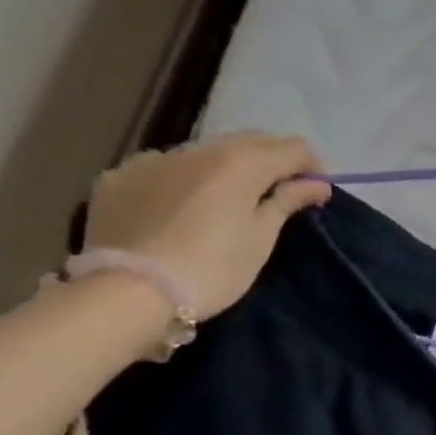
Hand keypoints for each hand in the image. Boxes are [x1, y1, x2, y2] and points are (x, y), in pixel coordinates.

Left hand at [84, 133, 331, 320]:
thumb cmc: (212, 269)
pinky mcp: (118, 176)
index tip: (315, 193)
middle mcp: (197, 149)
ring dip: (226, 168)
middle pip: (249, 141)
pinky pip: (162, 168)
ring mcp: (152, 159)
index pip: (292, 147)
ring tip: (227, 201)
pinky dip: (182, 180)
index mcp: (240, 162)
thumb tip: (317, 185)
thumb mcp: (260, 239)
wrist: (129, 293)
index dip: (312, 167)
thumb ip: (287, 202)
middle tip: (279, 193)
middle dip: (271, 161)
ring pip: (204, 152)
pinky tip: (179, 208)